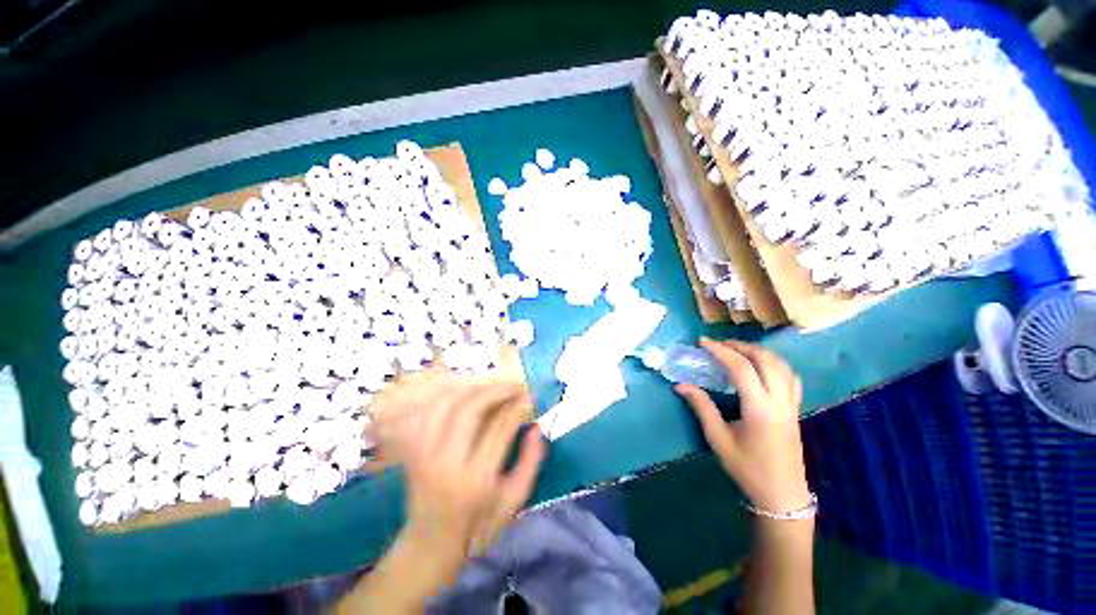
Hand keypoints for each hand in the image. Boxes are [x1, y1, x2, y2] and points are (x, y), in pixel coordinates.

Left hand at [370, 373, 545, 578]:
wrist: (430, 544)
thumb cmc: (479, 525)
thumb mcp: (514, 501)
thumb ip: (530, 462)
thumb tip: (537, 426)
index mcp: (477, 480)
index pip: (500, 429)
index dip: (518, 407)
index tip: (529, 396)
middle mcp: (447, 464)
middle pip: (470, 410)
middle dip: (496, 391)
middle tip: (514, 386)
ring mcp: (425, 454)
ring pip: (447, 405)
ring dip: (473, 389)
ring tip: (492, 387)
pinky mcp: (413, 450)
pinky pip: (428, 411)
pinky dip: (448, 397)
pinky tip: (466, 394)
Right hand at [676, 338, 809, 512]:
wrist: (782, 495)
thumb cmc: (747, 468)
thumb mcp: (718, 438)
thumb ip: (702, 407)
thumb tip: (681, 385)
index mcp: (759, 409)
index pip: (741, 368)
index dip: (721, 351)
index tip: (702, 342)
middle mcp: (780, 401)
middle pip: (765, 360)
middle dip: (740, 346)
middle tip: (719, 344)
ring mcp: (792, 404)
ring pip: (781, 365)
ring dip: (758, 352)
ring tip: (736, 350)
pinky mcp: (795, 409)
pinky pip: (790, 377)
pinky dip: (774, 363)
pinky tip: (761, 367)